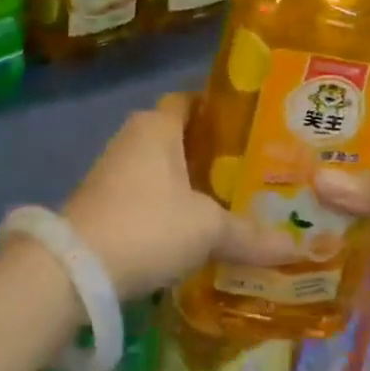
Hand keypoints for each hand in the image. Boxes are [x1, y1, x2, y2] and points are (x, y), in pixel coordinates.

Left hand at [63, 94, 296, 299]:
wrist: (74, 270)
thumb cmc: (148, 225)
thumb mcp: (206, 229)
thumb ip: (248, 235)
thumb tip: (295, 247)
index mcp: (157, 125)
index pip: (190, 100)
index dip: (218, 110)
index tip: (249, 126)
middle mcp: (133, 136)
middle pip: (177, 134)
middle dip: (208, 151)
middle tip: (247, 168)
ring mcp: (112, 170)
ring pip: (159, 166)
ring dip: (186, 181)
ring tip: (226, 199)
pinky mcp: (100, 202)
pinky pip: (143, 192)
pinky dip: (165, 204)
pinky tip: (189, 229)